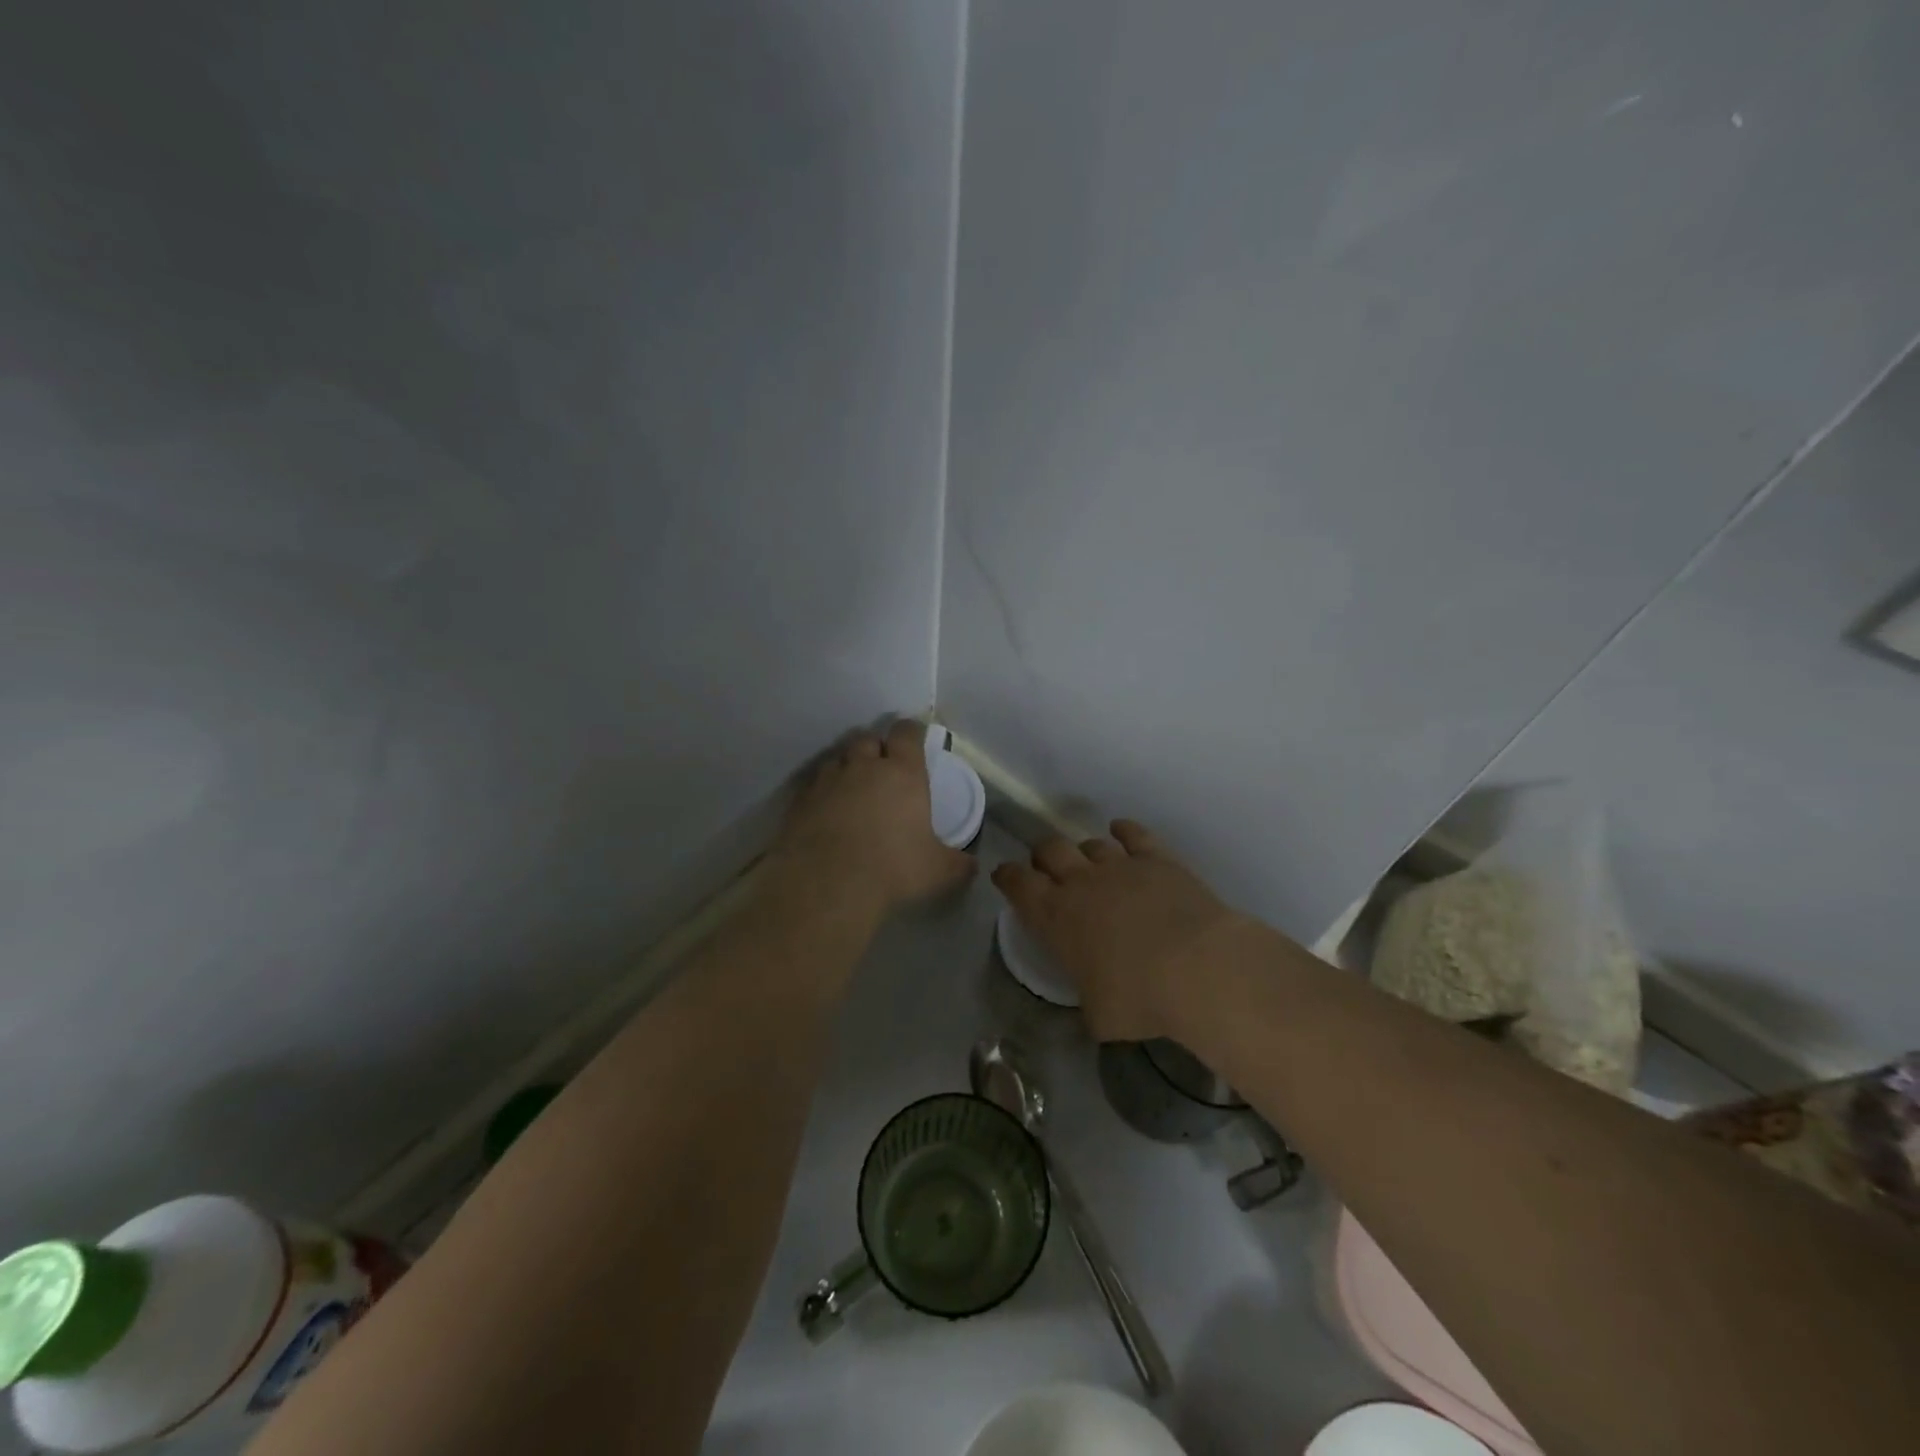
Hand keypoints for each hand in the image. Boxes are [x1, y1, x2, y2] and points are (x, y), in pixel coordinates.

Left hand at [774, 721, 975, 911]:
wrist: (827, 884)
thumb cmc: (893, 868)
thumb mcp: (937, 871)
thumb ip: (957, 864)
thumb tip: (972, 866)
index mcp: (902, 773)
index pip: (907, 733)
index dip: (911, 732)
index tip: (914, 739)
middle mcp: (863, 766)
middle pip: (868, 739)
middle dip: (876, 748)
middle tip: (882, 768)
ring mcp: (828, 780)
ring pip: (838, 759)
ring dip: (847, 768)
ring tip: (852, 789)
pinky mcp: (800, 800)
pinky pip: (813, 785)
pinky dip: (822, 792)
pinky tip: (826, 812)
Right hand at [992, 821, 1249, 1041]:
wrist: (1198, 967)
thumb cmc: (1139, 998)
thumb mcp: (1099, 1016)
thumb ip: (1089, 1001)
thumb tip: (1095, 1005)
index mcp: (1055, 917)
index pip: (1017, 883)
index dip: (1008, 876)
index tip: (1005, 876)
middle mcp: (1080, 882)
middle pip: (1049, 850)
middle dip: (1043, 856)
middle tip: (1047, 869)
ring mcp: (1119, 865)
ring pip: (1090, 843)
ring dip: (1084, 851)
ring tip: (1090, 863)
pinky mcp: (1156, 858)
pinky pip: (1132, 833)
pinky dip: (1123, 830)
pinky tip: (1121, 831)